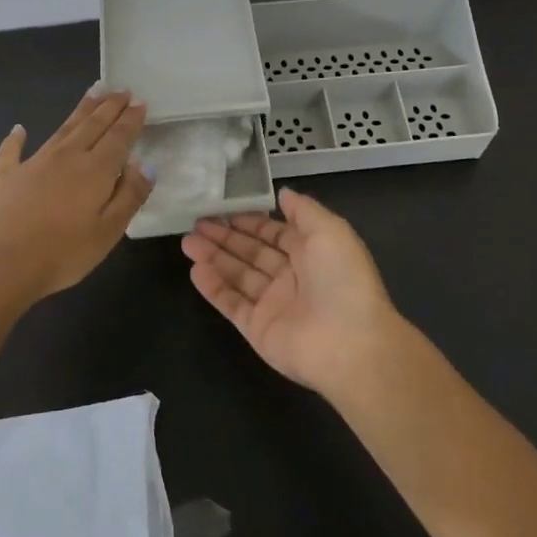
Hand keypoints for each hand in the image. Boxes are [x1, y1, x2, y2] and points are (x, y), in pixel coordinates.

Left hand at [0, 91, 152, 307]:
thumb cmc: (62, 254)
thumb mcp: (108, 232)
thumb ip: (130, 196)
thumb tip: (146, 165)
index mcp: (95, 170)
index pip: (119, 137)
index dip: (131, 119)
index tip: (140, 102)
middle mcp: (66, 156)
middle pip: (93, 125)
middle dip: (109, 106)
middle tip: (121, 90)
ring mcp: (33, 162)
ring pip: (62, 129)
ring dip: (80, 110)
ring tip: (93, 93)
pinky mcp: (5, 175)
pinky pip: (12, 150)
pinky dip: (16, 138)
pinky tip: (19, 129)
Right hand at [181, 188, 400, 396]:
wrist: (350, 343)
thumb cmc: (342, 278)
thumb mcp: (330, 230)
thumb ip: (303, 210)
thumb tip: (282, 193)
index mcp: (311, 253)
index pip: (273, 233)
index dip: (249, 221)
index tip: (222, 208)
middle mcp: (291, 277)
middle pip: (251, 252)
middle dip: (225, 236)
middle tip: (196, 222)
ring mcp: (272, 304)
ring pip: (237, 275)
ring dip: (213, 257)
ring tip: (187, 241)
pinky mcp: (257, 328)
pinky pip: (231, 303)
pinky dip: (213, 287)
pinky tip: (194, 269)